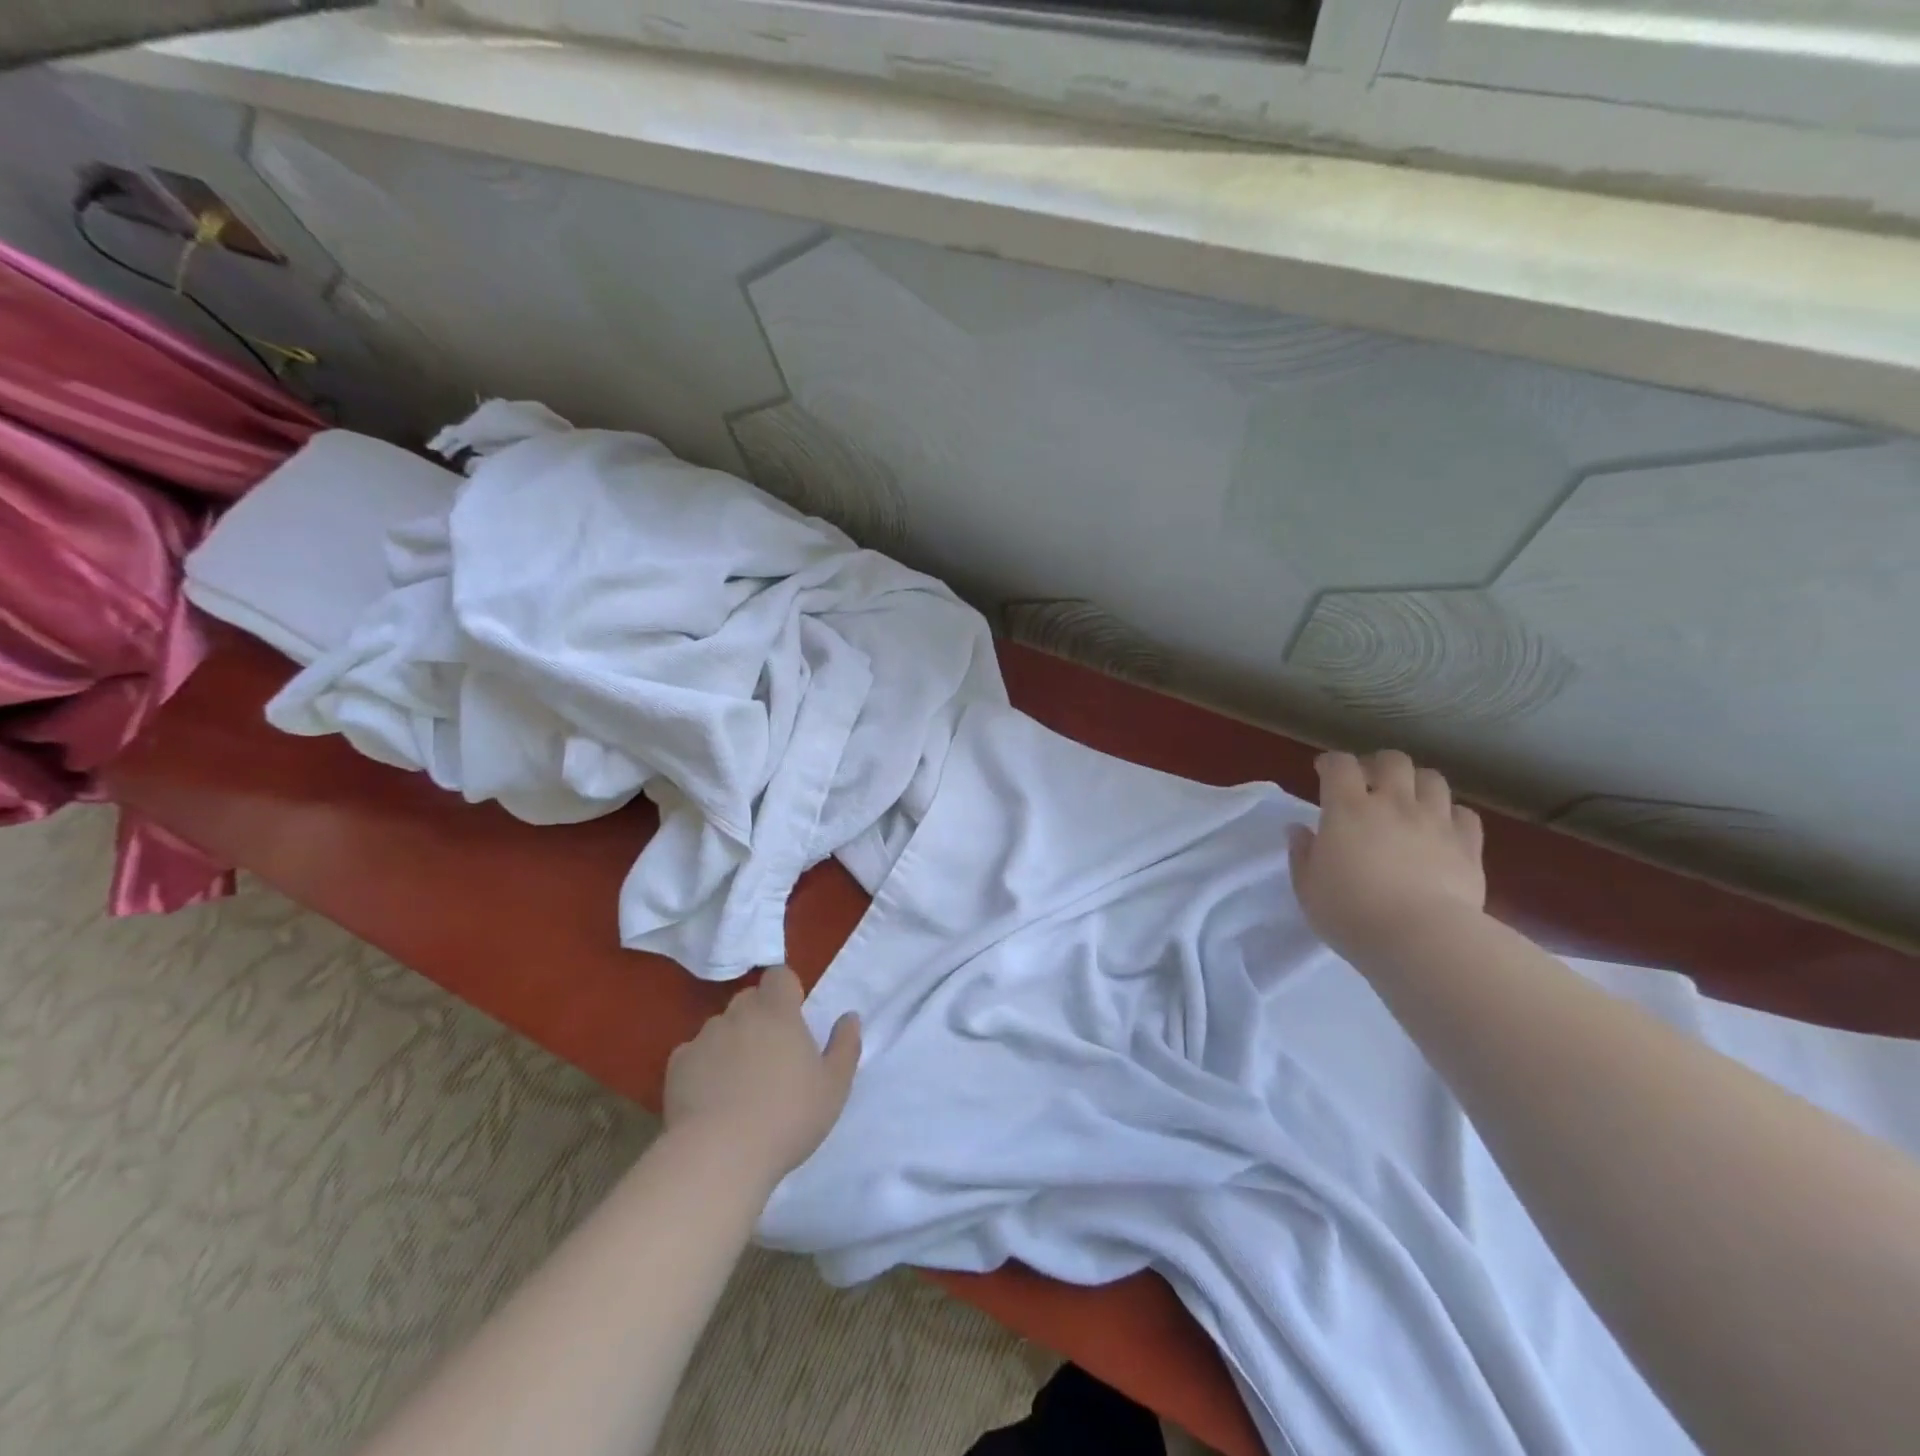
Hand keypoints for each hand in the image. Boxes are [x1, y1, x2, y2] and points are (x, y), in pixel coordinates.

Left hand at [663, 966, 860, 1183]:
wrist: (719, 1156)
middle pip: (749, 1000)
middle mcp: (738, 1014)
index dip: (786, 991)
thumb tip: (849, 1017)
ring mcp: (704, 1038)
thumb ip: (845, 1046)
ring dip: (731, 1042)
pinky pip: (694, 1054)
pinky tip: (710, 1099)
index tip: (794, 1018)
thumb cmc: (787, 1117)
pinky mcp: (677, 1066)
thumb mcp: (834, 1087)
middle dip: (759, 1017)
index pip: (779, 975)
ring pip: (721, 1027)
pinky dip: (703, 1067)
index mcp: (778, 1012)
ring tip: (738, 1083)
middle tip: (771, 1055)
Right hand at [1288, 750, 1486, 961]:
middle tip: (1369, 784)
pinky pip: (1464, 814)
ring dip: (1416, 784)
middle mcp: (1394, 804)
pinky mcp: (1468, 846)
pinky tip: (1441, 829)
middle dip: (1378, 765)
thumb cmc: (1351, 913)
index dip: (1331, 763)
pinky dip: (1451, 815)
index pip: (1339, 765)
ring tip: (1407, 802)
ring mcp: (1435, 821)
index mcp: (1348, 809)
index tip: (1323, 772)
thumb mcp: (1308, 888)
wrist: (1421, 939)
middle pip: (1392, 761)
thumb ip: (1302, 854)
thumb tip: (1298, 829)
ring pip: (1432, 779)